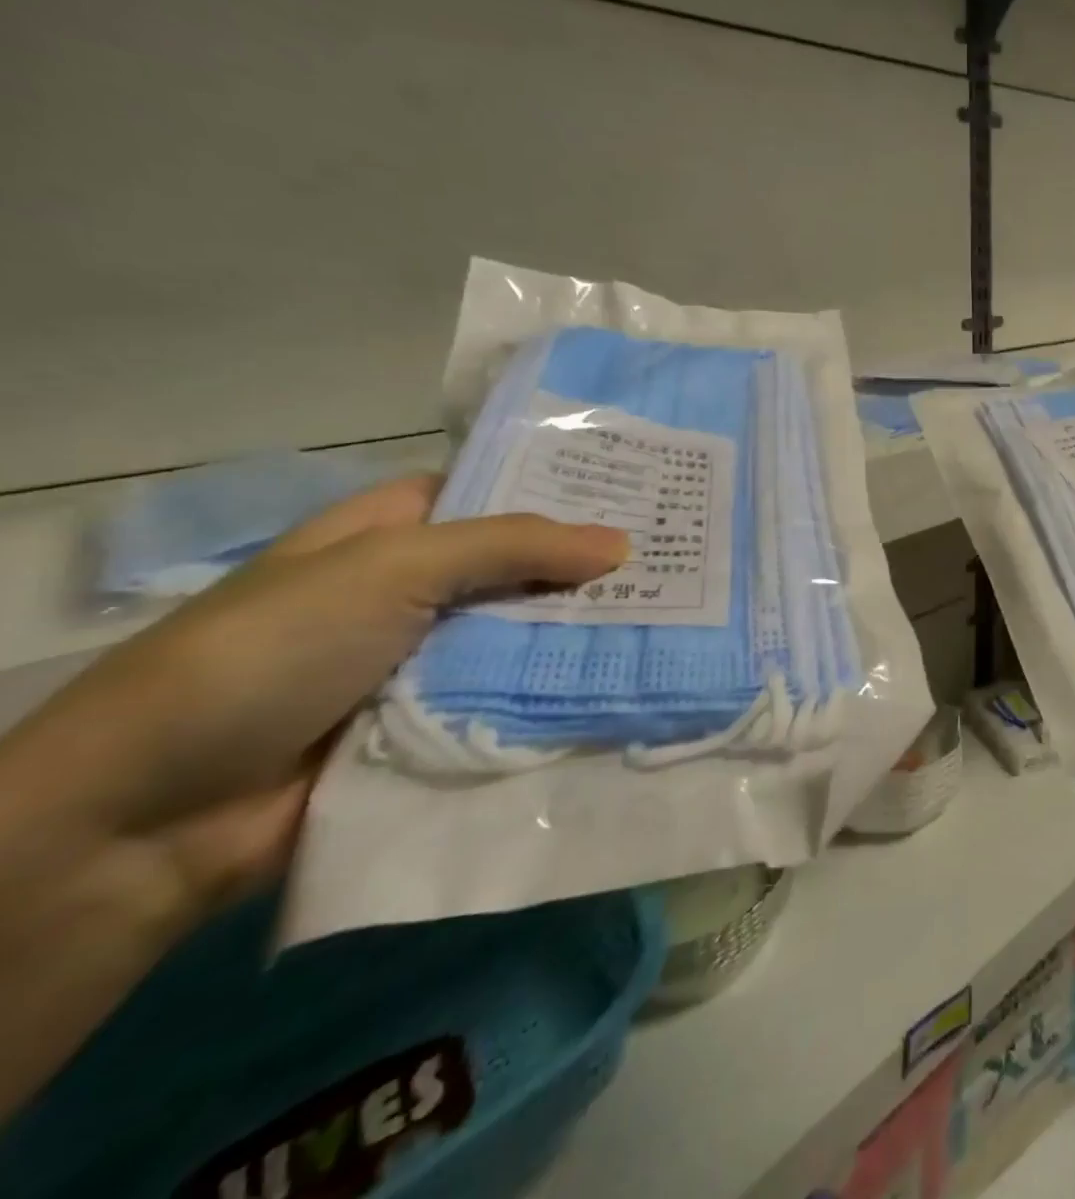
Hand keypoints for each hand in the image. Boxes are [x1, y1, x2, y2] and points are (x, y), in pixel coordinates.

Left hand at [14, 476, 624, 913]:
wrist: (154, 819)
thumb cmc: (269, 652)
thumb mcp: (389, 568)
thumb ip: (510, 546)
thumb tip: (622, 543)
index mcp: (393, 533)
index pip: (496, 494)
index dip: (564, 491)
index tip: (642, 494)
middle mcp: (416, 591)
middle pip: (522, 569)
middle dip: (590, 569)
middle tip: (683, 559)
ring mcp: (429, 661)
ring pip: (526, 636)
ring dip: (586, 634)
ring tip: (679, 620)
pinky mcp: (441, 724)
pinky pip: (515, 697)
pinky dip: (562, 693)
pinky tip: (633, 683)